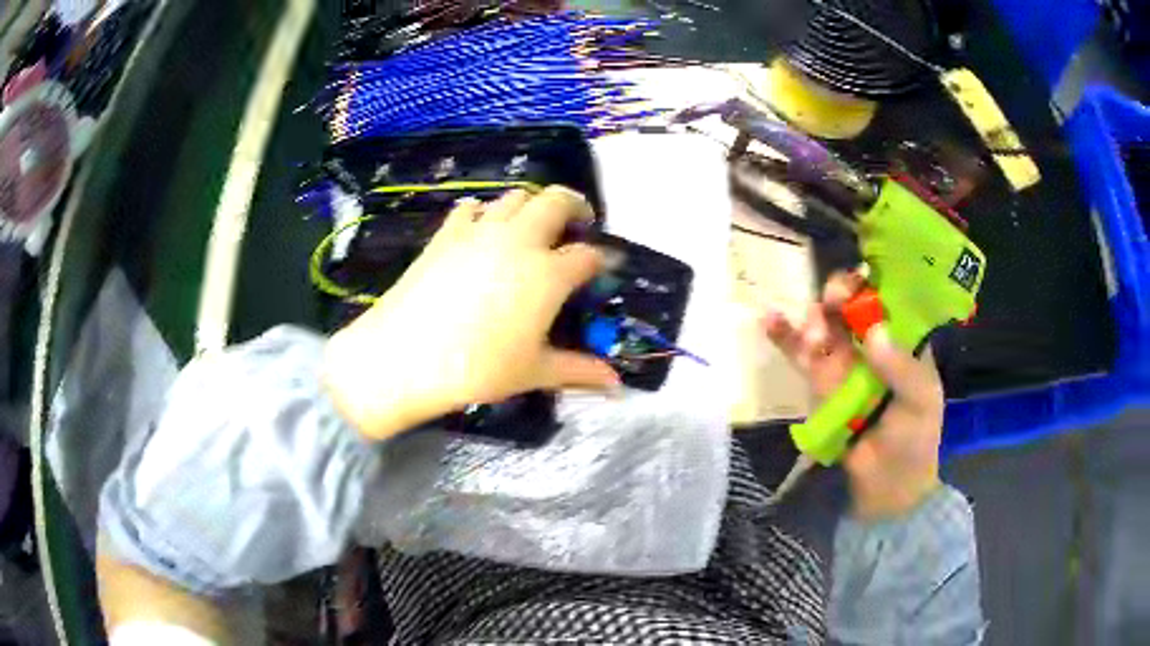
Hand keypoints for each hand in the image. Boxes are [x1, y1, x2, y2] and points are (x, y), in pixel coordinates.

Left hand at [323, 186, 620, 440]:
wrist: (404, 357)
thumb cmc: (476, 369)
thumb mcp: (532, 372)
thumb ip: (578, 370)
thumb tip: (616, 383)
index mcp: (548, 274)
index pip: (588, 256)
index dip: (601, 260)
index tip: (603, 268)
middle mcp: (519, 240)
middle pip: (557, 201)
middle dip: (575, 206)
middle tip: (578, 224)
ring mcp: (480, 231)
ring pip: (516, 197)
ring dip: (532, 206)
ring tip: (532, 228)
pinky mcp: (447, 234)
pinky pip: (472, 208)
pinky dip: (485, 212)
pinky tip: (483, 231)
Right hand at [764, 272, 943, 519]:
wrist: (888, 486)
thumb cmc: (915, 441)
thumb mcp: (920, 402)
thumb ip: (900, 369)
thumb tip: (872, 333)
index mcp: (903, 341)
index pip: (886, 298)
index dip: (872, 282)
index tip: (859, 282)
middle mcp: (872, 344)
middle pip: (851, 306)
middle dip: (838, 297)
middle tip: (832, 302)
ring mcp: (843, 363)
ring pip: (824, 327)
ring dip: (814, 323)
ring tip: (814, 337)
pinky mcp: (819, 384)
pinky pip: (802, 356)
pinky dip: (785, 338)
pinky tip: (770, 320)